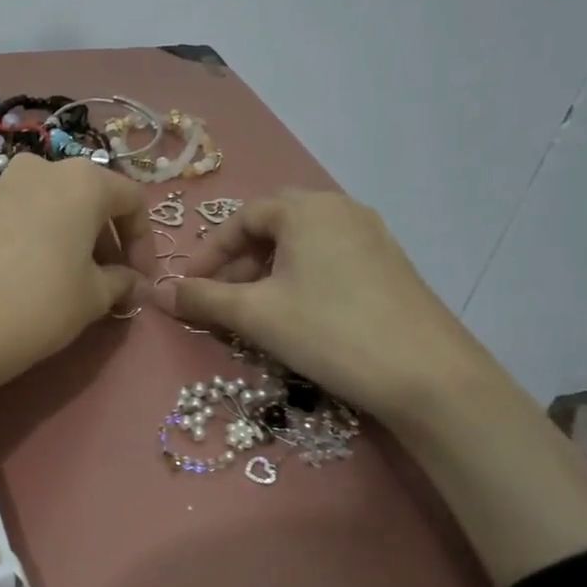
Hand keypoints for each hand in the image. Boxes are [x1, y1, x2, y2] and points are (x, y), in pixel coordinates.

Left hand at [0, 155, 153, 399]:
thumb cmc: (37, 305)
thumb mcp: (93, 298)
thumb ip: (122, 282)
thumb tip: (136, 284)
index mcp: (80, 180)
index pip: (131, 199)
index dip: (144, 241)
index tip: (141, 280)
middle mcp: (37, 170)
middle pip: (85, 198)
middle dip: (103, 239)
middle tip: (107, 282)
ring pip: (45, 206)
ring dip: (64, 237)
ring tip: (63, 280)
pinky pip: (9, 217)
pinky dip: (27, 239)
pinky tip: (19, 277)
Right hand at [152, 190, 495, 424]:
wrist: (430, 377)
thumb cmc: (330, 332)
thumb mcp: (256, 315)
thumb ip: (202, 299)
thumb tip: (156, 293)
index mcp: (307, 209)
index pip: (242, 218)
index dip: (209, 253)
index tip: (188, 288)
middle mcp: (341, 209)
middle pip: (273, 226)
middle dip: (238, 260)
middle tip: (221, 297)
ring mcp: (372, 236)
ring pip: (302, 244)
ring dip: (267, 271)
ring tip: (253, 311)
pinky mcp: (390, 266)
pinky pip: (329, 259)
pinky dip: (299, 279)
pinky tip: (296, 315)